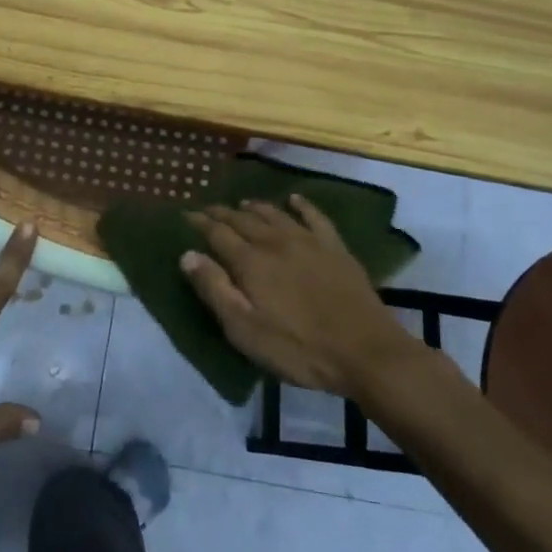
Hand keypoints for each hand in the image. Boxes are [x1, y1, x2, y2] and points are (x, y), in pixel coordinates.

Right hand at [181, 195, 425, 401]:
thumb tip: (188, 255)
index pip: (217, 234)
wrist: (365, 352)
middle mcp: (276, 242)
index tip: (186, 216)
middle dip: (223, 213)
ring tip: (242, 204)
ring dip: (255, 207)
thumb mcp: (245, 330)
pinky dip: (302, 205)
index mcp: (250, 262)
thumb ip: (215, 290)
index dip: (200, 224)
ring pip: (275, 215)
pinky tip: (295, 200)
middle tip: (209, 209)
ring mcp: (308, 242)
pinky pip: (315, 217)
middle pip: (243, 220)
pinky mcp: (335, 248)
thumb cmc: (298, 348)